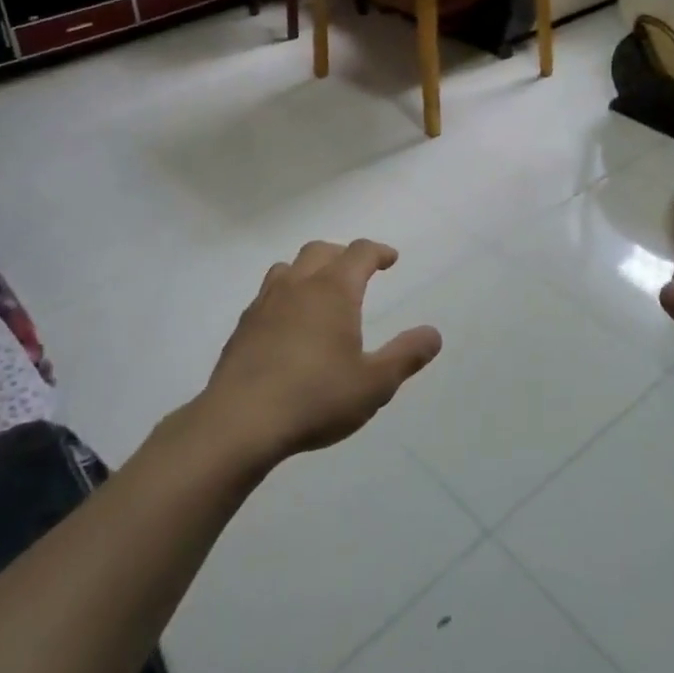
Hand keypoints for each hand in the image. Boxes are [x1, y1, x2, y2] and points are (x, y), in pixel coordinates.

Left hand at [199, 239, 441, 465]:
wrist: (240, 422)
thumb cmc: (316, 398)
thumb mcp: (374, 383)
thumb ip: (406, 356)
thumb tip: (433, 334)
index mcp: (333, 290)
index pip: (359, 253)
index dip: (378, 251)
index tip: (390, 259)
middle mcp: (298, 285)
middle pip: (321, 250)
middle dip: (343, 255)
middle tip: (358, 271)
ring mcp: (265, 303)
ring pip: (288, 268)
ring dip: (309, 270)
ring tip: (320, 292)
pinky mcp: (243, 326)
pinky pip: (267, 295)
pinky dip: (285, 296)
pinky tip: (288, 324)